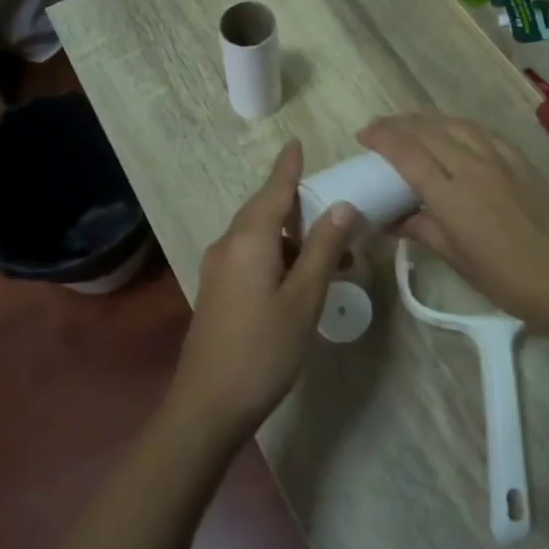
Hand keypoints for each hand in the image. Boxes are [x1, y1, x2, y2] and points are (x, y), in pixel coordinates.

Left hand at [166, 140, 356, 449]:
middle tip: (337, 210)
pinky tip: (303, 279)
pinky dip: (279, 256)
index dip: (288, 166)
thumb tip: (341, 206)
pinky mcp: (218, 291)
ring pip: (261, 237)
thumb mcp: (304, 298)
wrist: (206, 406)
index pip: (274, 189)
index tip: (297, 142)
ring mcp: (219, 269)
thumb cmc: (263, 349)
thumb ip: (323, 249)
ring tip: (336, 257)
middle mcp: (229, 244)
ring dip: (295, 239)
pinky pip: (252, 256)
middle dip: (300, 206)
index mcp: (249, 238)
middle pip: (266, 210)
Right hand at [358, 114, 548, 328]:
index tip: (364, 134)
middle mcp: (470, 166)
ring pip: (454, 124)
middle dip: (398, 124)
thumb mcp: (456, 257)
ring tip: (410, 123)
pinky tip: (454, 129)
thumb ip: (423, 229)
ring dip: (427, 120)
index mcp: (450, 194)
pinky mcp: (519, 159)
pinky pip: (482, 131)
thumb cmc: (505, 277)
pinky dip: (459, 125)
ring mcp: (498, 159)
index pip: (406, 153)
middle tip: (379, 127)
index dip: (382, 138)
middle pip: (427, 131)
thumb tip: (394, 221)